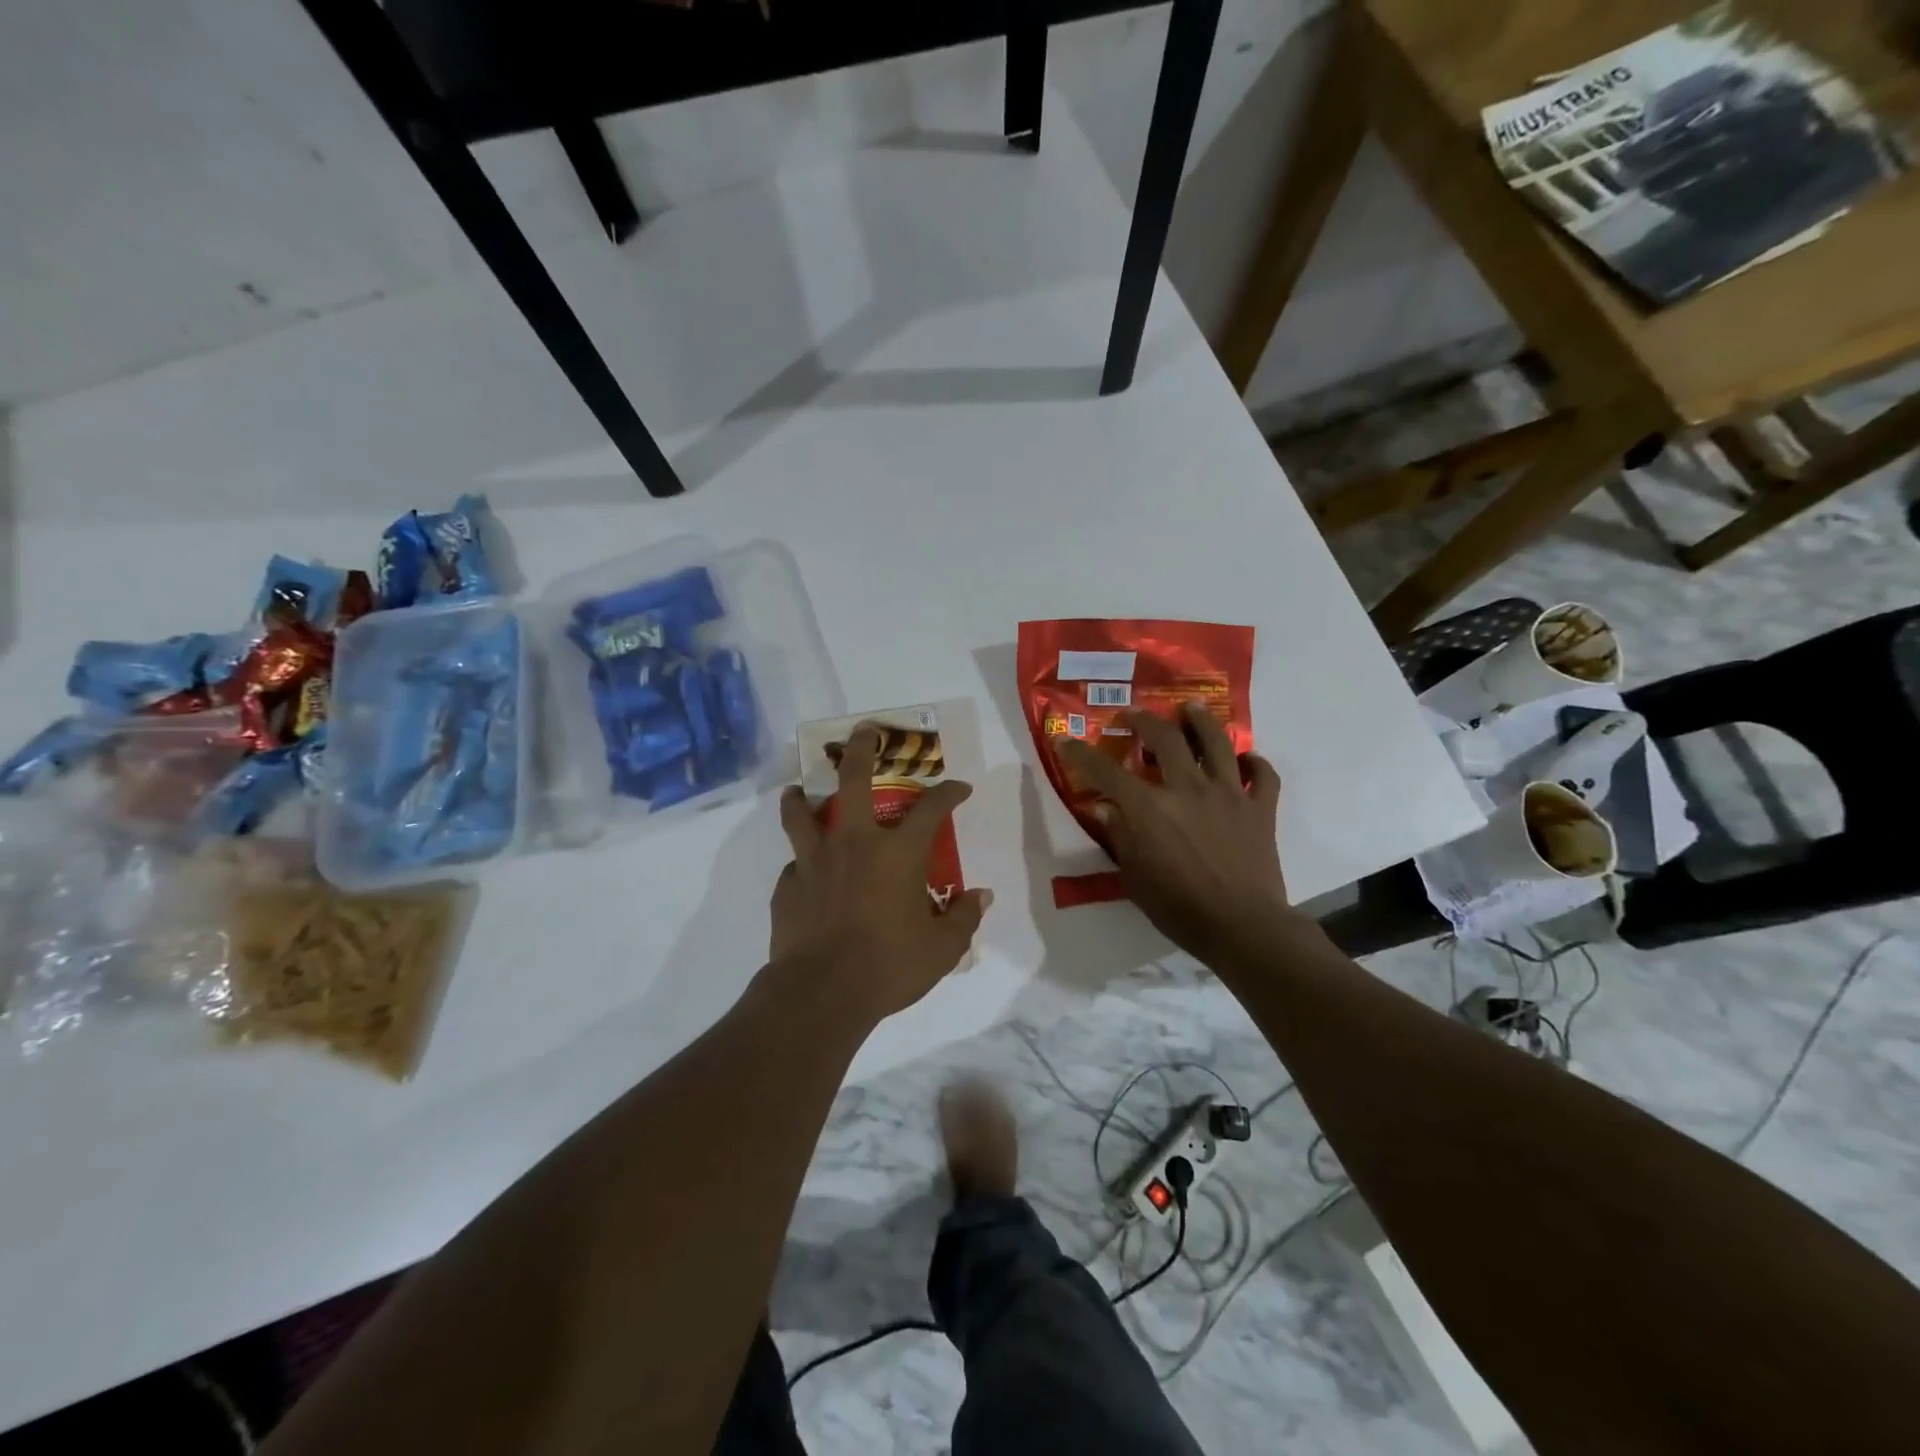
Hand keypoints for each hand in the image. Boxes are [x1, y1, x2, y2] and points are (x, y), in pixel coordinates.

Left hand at [771, 724, 992, 1020]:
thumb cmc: (889, 966)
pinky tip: (804, 874)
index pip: (931, 808)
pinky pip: (794, 863)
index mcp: (898, 853)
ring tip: (799, 789)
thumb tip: (980, 896)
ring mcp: (815, 861)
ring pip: (801, 812)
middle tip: (863, 732)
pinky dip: (800, 861)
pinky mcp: (787, 885)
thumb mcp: (942, 949)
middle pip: (853, 779)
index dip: (949, 792)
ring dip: (802, 796)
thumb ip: (963, 918)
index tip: (959, 787)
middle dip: (860, 749)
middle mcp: (854, 843)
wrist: (821, 992)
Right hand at [1056, 702, 1293, 963]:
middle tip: (1133, 715)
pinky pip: (1263, 775)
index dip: (1081, 754)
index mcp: (1150, 808)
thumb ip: (1119, 836)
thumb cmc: (1179, 908)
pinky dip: (1255, 763)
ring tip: (1191, 708)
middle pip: (1165, 738)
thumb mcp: (1134, 877)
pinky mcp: (1260, 808)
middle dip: (1143, 720)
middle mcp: (1187, 789)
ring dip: (1201, 721)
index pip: (1105, 772)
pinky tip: (1246, 761)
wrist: (1242, 926)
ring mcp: (1228, 794)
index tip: (1065, 741)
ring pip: (1217, 742)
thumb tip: (1103, 808)